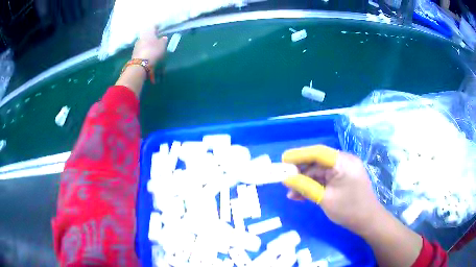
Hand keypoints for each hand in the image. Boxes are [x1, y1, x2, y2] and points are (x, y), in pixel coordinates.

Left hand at [132, 28, 167, 68]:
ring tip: (153, 47)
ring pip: (144, 42)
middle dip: (152, 36)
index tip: (160, 28)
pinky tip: (148, 53)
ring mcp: (136, 45)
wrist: (140, 65)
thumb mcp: (162, 45)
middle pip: (147, 34)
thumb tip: (163, 37)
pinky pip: (141, 49)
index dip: (157, 27)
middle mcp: (141, 37)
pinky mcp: (134, 53)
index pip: (153, 26)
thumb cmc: (153, 51)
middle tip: (157, 38)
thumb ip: (163, 40)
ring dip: (148, 43)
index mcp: (148, 32)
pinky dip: (145, 50)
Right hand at [287, 152, 382, 234]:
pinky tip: (301, 195)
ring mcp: (344, 170)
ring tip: (290, 192)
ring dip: (306, 181)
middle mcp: (344, 161)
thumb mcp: (325, 199)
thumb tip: (286, 179)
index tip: (283, 160)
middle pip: (318, 162)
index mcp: (343, 162)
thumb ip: (305, 187)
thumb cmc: (349, 210)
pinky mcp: (343, 178)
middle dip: (301, 171)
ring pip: (320, 172)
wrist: (368, 221)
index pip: (318, 153)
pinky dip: (314, 185)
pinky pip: (325, 178)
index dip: (299, 155)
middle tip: (285, 180)